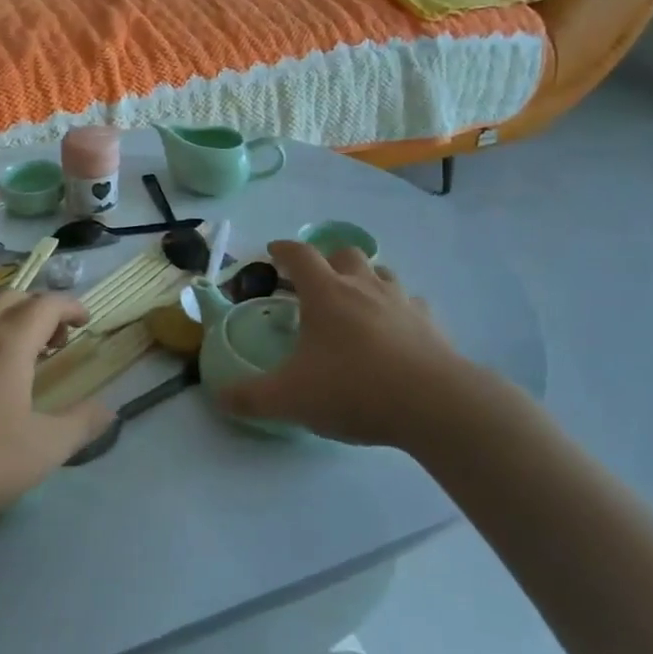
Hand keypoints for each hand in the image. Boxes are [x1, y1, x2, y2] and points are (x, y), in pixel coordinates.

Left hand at [0, 291, 113, 526]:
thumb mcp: (41, 451)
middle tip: (53, 340)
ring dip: (4, 316)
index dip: (71, 306)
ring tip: (14, 350)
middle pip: (11, 297)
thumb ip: (80, 426)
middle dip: (38, 308)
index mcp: (8, 342)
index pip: (46, 303)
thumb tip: (109, 410)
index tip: (85, 322)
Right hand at [215, 240, 487, 447]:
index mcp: (326, 293)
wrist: (433, 404)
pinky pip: (412, 304)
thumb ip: (251, 398)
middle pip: (345, 254)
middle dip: (328, 260)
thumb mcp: (290, 399)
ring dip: (365, 279)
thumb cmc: (353, 389)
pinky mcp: (430, 324)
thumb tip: (219, 397)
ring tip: (356, 301)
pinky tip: (396, 330)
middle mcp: (363, 286)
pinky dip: (398, 309)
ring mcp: (401, 302)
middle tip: (316, 282)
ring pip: (381, 273)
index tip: (273, 251)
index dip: (283, 249)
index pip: (300, 255)